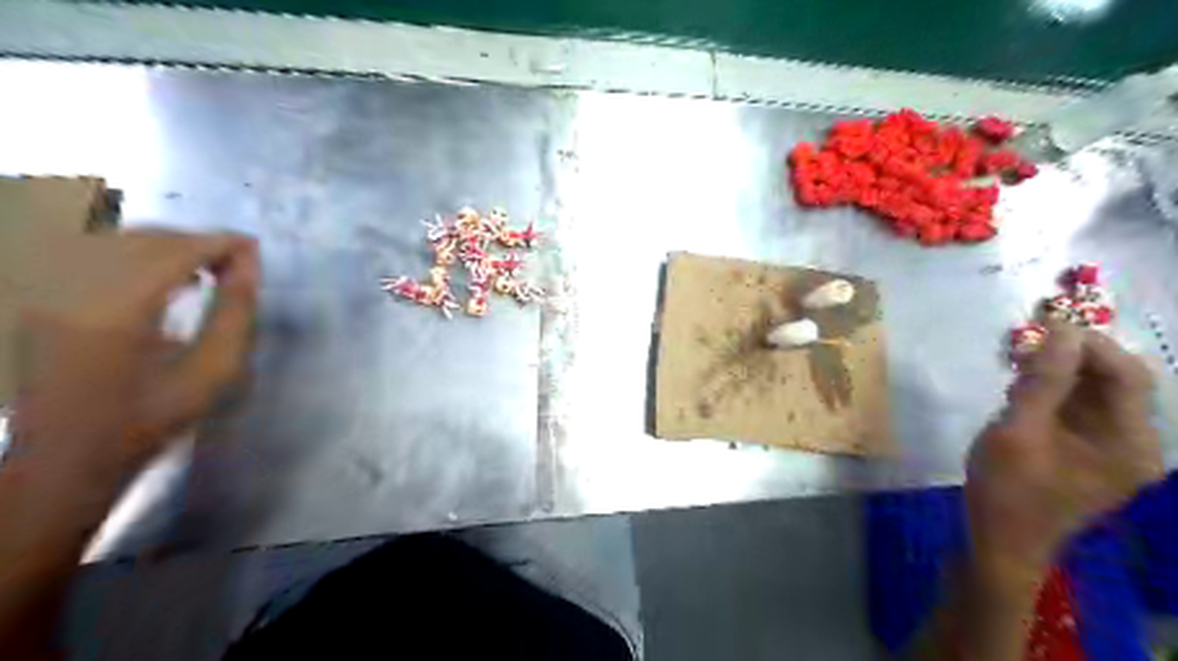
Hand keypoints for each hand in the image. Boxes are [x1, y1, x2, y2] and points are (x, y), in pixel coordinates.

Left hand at [7, 230, 257, 476]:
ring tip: (206, 266)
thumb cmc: (150, 421)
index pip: (172, 253)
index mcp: (113, 313)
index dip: (217, 243)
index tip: (254, 247)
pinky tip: (163, 275)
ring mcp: (44, 292)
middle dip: (195, 241)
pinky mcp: (37, 297)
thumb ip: (235, 315)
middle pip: (141, 239)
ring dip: (167, 245)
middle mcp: (68, 290)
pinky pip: (89, 253)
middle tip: (236, 260)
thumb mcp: (212, 374)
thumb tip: (248, 267)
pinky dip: (135, 253)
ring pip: (114, 240)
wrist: (67, 458)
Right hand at [967, 322, 1156, 570]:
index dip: (1090, 344)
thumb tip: (1061, 330)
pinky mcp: (1088, 452)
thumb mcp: (1017, 431)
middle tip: (1027, 339)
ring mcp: (1112, 449)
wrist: (999, 541)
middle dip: (1074, 355)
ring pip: (1095, 392)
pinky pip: (1079, 408)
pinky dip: (1054, 390)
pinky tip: (1023, 387)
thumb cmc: (1008, 490)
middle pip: (1116, 381)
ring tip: (1020, 361)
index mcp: (1130, 442)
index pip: (1128, 375)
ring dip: (1061, 370)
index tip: (1044, 324)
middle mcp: (1134, 443)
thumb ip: (1042, 381)